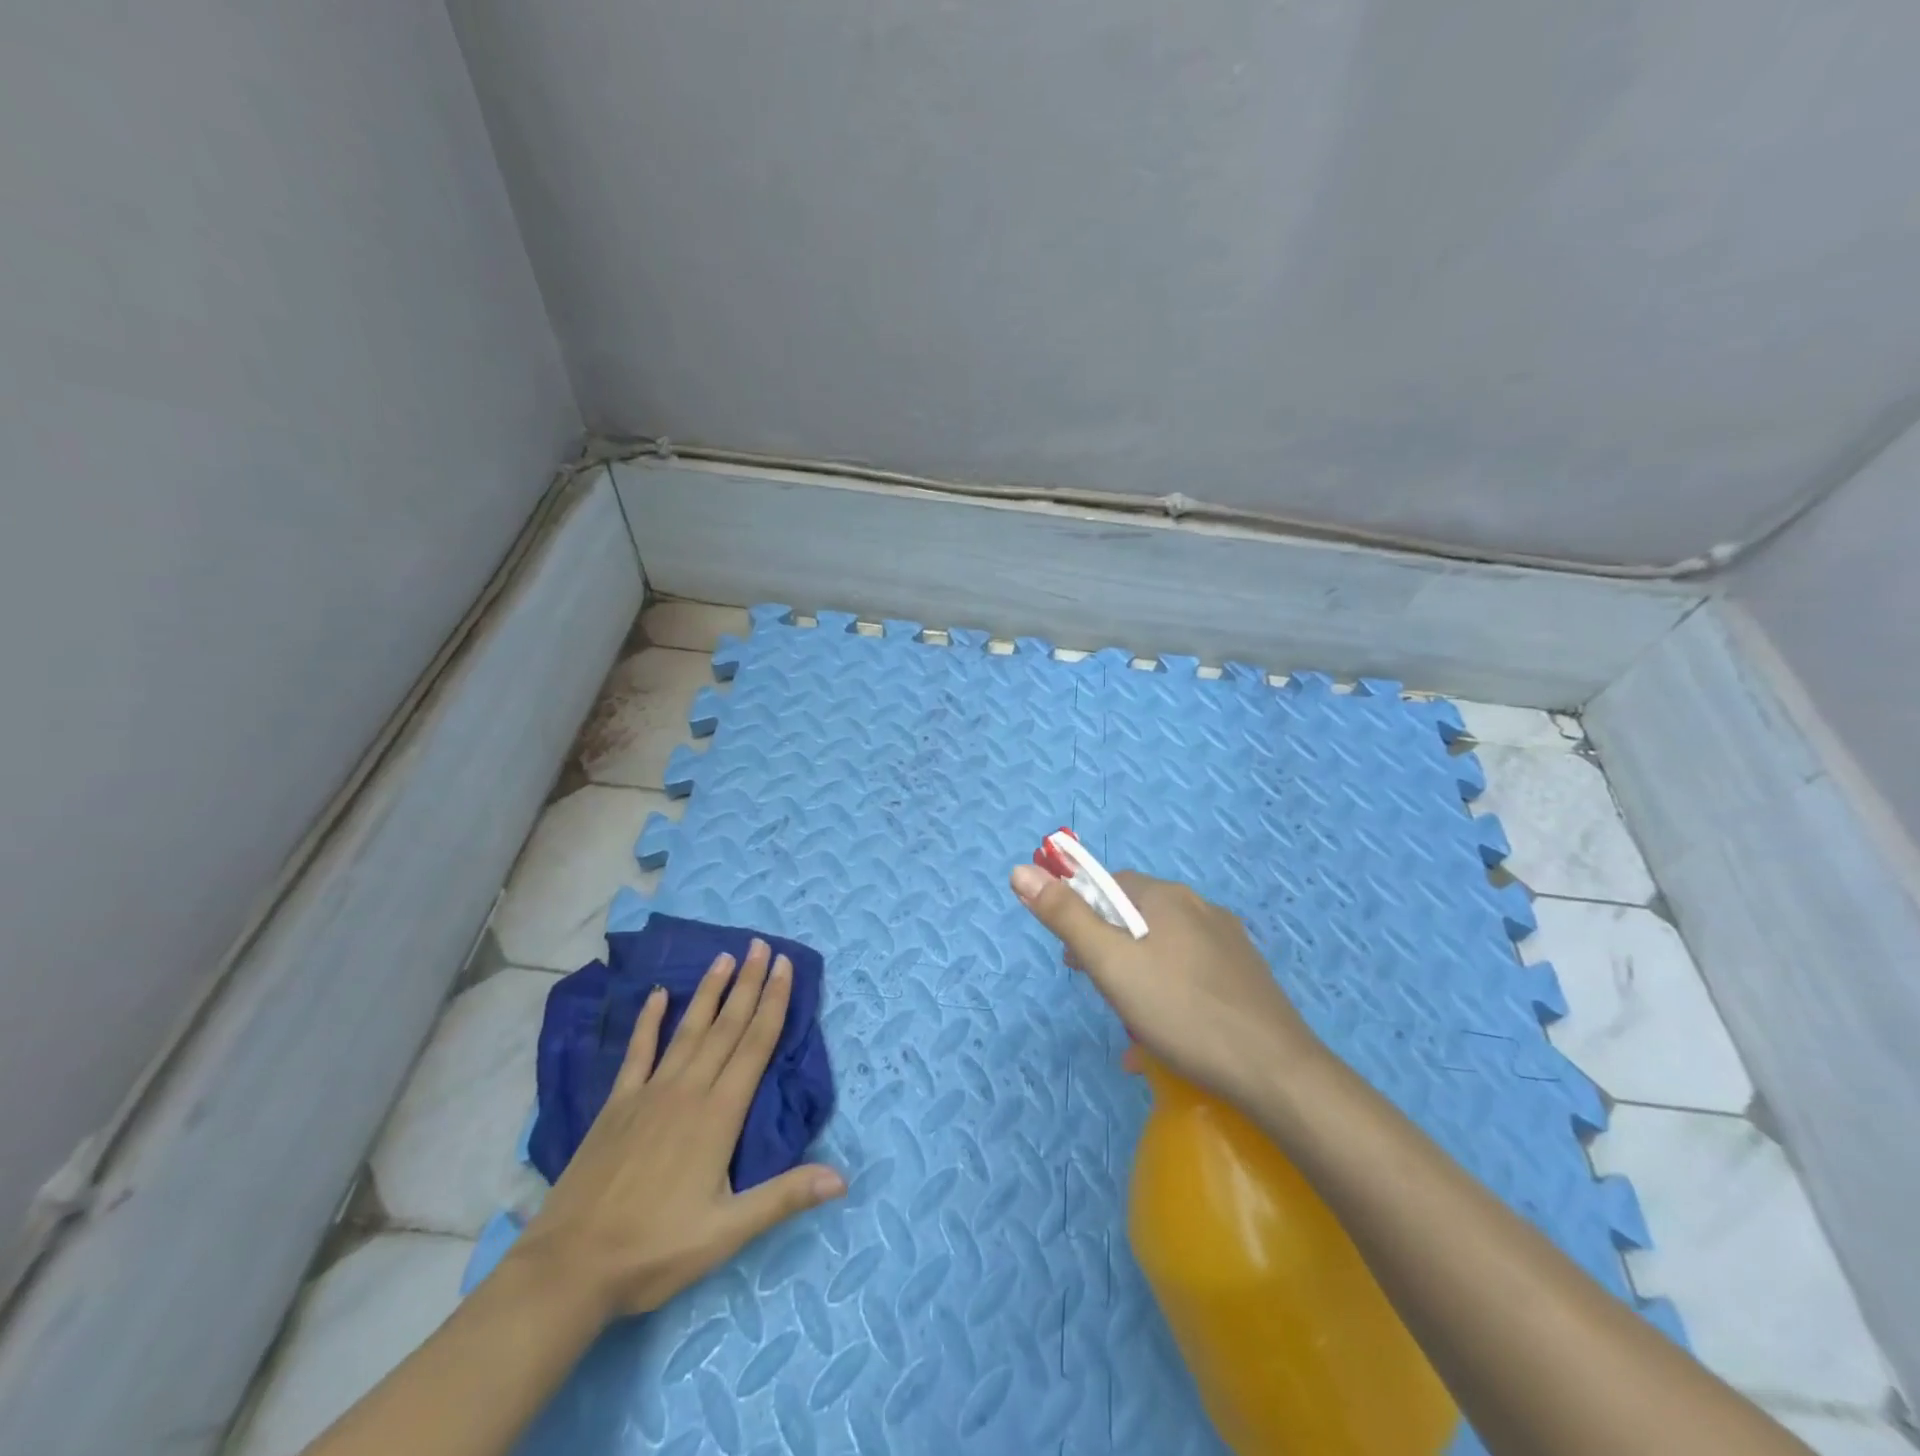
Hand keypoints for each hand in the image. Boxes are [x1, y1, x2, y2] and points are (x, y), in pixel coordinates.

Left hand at [505, 940, 845, 1321]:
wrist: (569, 1268)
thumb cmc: (655, 1250)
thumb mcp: (727, 1232)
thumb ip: (784, 1197)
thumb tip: (842, 1180)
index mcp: (719, 1114)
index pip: (756, 1045)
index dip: (773, 1002)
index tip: (785, 966)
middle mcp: (688, 1090)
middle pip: (727, 1026)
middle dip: (749, 984)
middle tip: (762, 945)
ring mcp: (650, 1093)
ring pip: (688, 1029)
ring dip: (710, 992)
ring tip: (725, 957)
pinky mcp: (618, 1104)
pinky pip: (638, 1051)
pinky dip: (649, 1020)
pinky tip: (658, 994)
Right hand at [1010, 865, 1320, 1110]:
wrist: (1276, 1072)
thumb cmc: (1181, 1012)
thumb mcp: (1111, 964)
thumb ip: (1065, 916)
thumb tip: (1021, 870)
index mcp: (1167, 897)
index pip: (1110, 886)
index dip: (1082, 915)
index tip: (1073, 958)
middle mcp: (1200, 908)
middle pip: (1136, 917)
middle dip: (1109, 950)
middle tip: (1100, 992)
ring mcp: (1228, 943)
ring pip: (1164, 949)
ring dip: (1137, 977)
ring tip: (1130, 1024)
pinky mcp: (1245, 977)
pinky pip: (1191, 974)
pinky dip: (1169, 995)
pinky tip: (1164, 1038)